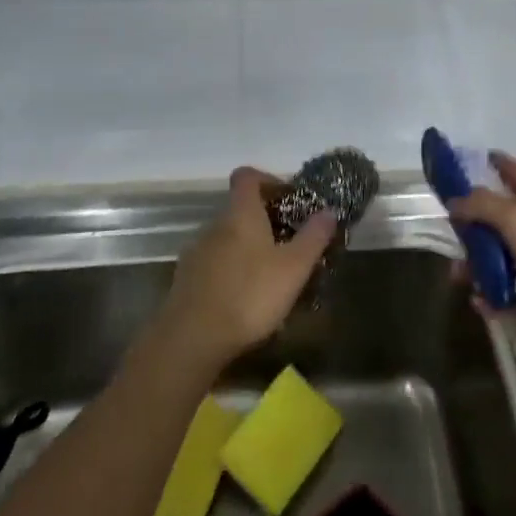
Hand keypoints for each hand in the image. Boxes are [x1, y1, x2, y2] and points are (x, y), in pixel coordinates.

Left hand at [161, 167, 336, 365]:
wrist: (191, 340)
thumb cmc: (249, 295)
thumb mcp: (294, 268)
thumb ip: (313, 237)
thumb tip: (329, 210)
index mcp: (240, 214)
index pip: (248, 176)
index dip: (269, 180)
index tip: (290, 199)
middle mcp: (214, 225)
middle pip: (240, 209)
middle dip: (266, 221)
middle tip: (291, 244)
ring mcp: (196, 252)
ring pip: (227, 238)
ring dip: (249, 247)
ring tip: (272, 275)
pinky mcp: (186, 280)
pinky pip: (215, 263)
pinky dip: (232, 270)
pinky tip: (246, 298)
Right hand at [447, 152, 515, 355]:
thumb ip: (482, 205)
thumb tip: (454, 200)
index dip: (500, 164)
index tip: (476, 160)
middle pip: (505, 220)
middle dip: (476, 227)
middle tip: (451, 234)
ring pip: (504, 259)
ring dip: (479, 267)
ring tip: (458, 276)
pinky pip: (513, 295)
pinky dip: (495, 299)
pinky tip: (478, 303)